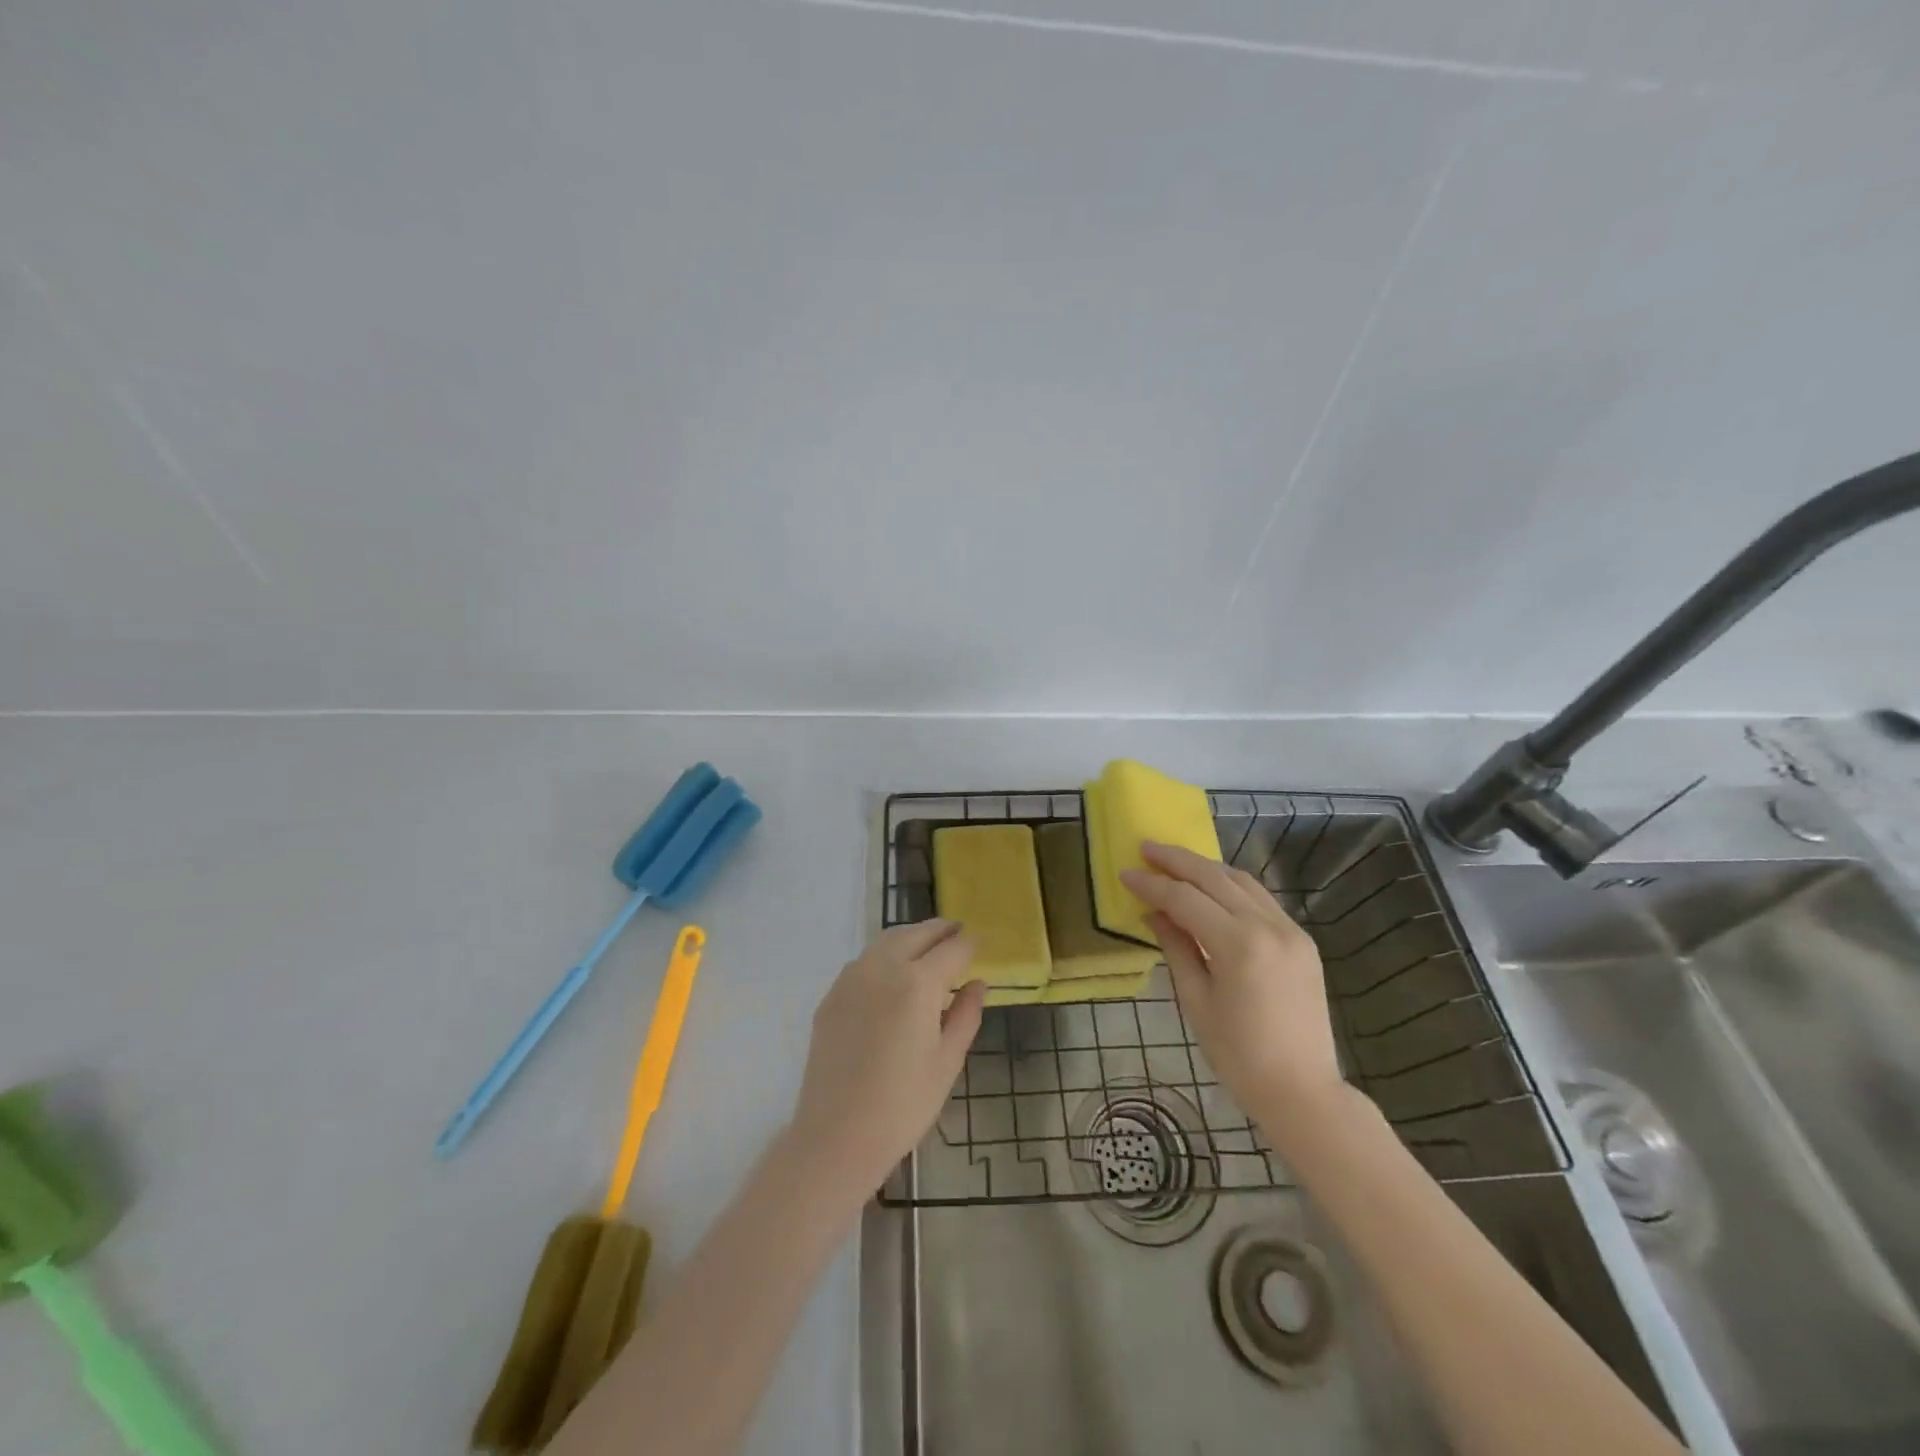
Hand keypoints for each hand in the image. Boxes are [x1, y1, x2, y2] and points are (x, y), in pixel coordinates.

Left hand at [788, 920, 984, 1197]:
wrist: (836, 1136)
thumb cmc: (903, 1105)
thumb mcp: (947, 1062)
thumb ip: (965, 1015)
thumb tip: (977, 983)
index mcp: (918, 983)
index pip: (952, 949)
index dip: (970, 943)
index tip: (981, 941)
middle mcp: (883, 968)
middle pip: (916, 934)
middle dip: (940, 930)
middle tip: (957, 932)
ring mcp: (851, 979)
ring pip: (887, 941)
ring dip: (911, 937)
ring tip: (928, 947)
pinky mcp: (831, 996)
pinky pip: (864, 961)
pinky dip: (885, 955)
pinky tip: (893, 974)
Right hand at [1121, 842, 1350, 1143]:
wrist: (1303, 1091)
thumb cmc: (1239, 1056)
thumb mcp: (1197, 1002)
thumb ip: (1176, 948)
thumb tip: (1154, 913)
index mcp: (1239, 946)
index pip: (1185, 899)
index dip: (1152, 885)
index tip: (1125, 873)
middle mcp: (1268, 927)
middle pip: (1215, 878)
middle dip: (1177, 860)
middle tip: (1146, 848)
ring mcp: (1290, 930)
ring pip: (1242, 881)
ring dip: (1205, 867)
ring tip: (1174, 861)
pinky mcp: (1302, 940)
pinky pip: (1261, 899)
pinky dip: (1231, 885)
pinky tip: (1212, 887)